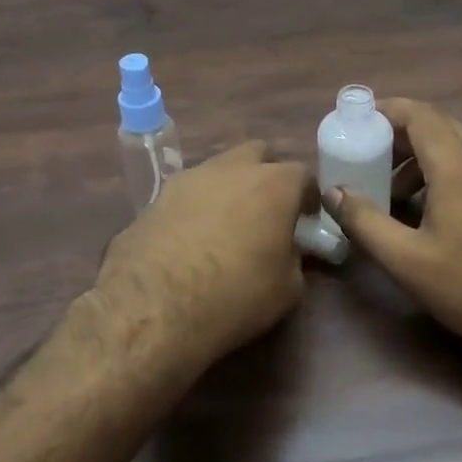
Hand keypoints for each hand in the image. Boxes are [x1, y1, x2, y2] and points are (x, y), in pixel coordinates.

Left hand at [89, 141, 311, 383]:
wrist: (154, 306)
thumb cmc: (235, 295)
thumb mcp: (287, 289)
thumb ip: (295, 259)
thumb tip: (289, 252)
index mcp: (273, 184)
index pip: (303, 175)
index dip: (307, 198)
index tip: (305, 222)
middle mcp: (231, 169)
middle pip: (257, 155)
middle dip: (266, 176)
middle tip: (266, 212)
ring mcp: (188, 179)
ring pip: (217, 170)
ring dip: (227, 189)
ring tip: (225, 228)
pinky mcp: (154, 198)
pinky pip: (186, 194)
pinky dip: (195, 208)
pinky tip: (191, 241)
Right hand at [323, 99, 461, 354]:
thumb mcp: (407, 261)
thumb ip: (364, 222)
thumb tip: (333, 192)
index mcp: (458, 166)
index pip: (418, 114)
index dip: (385, 111)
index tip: (357, 124)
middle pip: (439, 125)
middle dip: (400, 135)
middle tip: (370, 160)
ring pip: (461, 143)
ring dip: (425, 155)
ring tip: (399, 192)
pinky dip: (451, 168)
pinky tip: (438, 207)